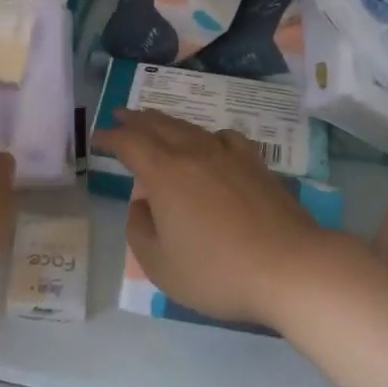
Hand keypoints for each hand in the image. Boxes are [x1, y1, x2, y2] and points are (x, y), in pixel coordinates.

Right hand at [93, 110, 322, 327]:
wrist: (289, 267)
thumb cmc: (217, 271)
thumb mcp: (160, 265)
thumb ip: (140, 230)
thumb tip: (141, 204)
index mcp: (165, 174)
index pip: (130, 144)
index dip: (110, 137)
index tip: (97, 136)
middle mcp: (194, 154)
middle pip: (159, 126)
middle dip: (135, 119)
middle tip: (120, 114)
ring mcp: (228, 156)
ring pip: (190, 128)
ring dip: (167, 122)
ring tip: (156, 121)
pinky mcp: (256, 165)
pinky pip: (225, 137)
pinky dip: (208, 135)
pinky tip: (211, 142)